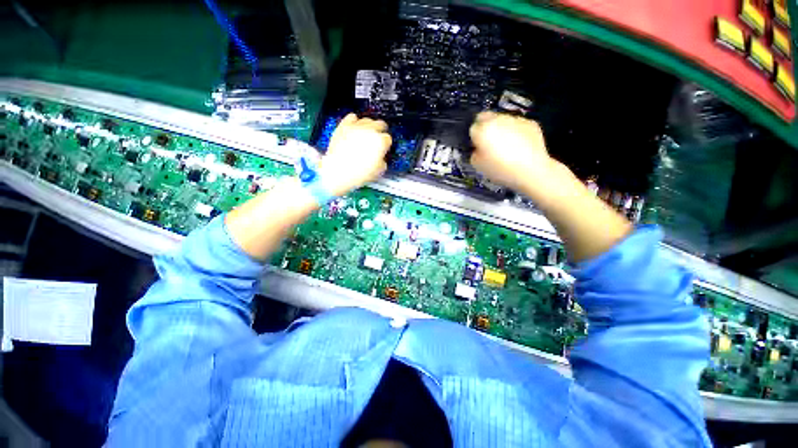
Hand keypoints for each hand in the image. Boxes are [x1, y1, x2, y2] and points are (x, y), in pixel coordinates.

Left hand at [318, 113, 391, 195]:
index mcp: (381, 142)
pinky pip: (352, 117)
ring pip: (367, 120)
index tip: (383, 149)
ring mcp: (357, 126)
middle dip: (380, 132)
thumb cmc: (359, 173)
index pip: (388, 139)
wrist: (338, 171)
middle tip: (377, 140)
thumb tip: (381, 158)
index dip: (386, 145)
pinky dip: (354, 122)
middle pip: (380, 124)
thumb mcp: (378, 171)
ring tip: (365, 134)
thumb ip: (382, 161)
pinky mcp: (344, 125)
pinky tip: (354, 128)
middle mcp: (370, 130)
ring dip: (369, 126)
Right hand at [469, 111, 554, 193]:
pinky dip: (516, 132)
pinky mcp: (530, 123)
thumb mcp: (478, 165)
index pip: (473, 127)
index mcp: (483, 129)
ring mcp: (516, 120)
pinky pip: (518, 125)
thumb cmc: (501, 169)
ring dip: (501, 129)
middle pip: (487, 118)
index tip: (477, 146)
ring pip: (503, 120)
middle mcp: (498, 119)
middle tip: (489, 144)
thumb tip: (478, 148)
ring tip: (506, 147)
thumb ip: (474, 152)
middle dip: (486, 128)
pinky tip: (518, 147)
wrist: (531, 170)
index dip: (474, 137)